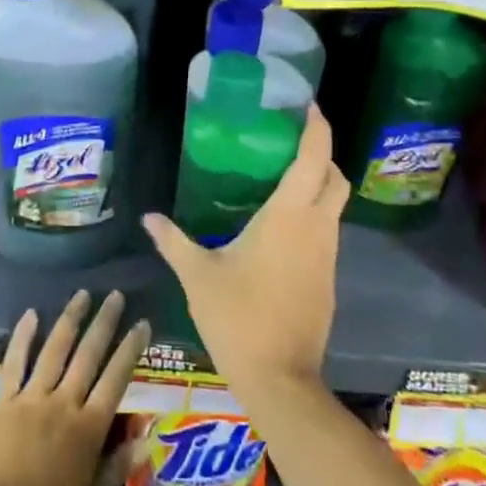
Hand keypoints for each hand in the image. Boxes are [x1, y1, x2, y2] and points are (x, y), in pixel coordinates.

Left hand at [0, 290, 149, 485]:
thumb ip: (118, 468)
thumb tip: (149, 439)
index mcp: (89, 427)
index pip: (116, 379)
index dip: (131, 349)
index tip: (142, 323)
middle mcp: (64, 402)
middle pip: (89, 354)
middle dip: (104, 322)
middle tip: (115, 295)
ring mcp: (32, 395)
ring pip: (55, 348)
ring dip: (71, 319)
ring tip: (82, 295)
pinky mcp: (3, 397)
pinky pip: (15, 360)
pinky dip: (24, 335)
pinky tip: (32, 314)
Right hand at [142, 104, 347, 397]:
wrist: (280, 380)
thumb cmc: (238, 317)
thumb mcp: (198, 275)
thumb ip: (174, 240)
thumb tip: (149, 217)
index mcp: (288, 217)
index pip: (314, 159)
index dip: (316, 128)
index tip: (308, 106)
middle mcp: (316, 228)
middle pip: (335, 178)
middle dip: (322, 154)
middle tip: (291, 144)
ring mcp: (327, 256)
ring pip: (334, 206)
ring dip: (318, 186)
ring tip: (281, 180)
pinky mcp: (328, 280)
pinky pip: (326, 233)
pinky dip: (313, 216)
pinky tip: (281, 229)